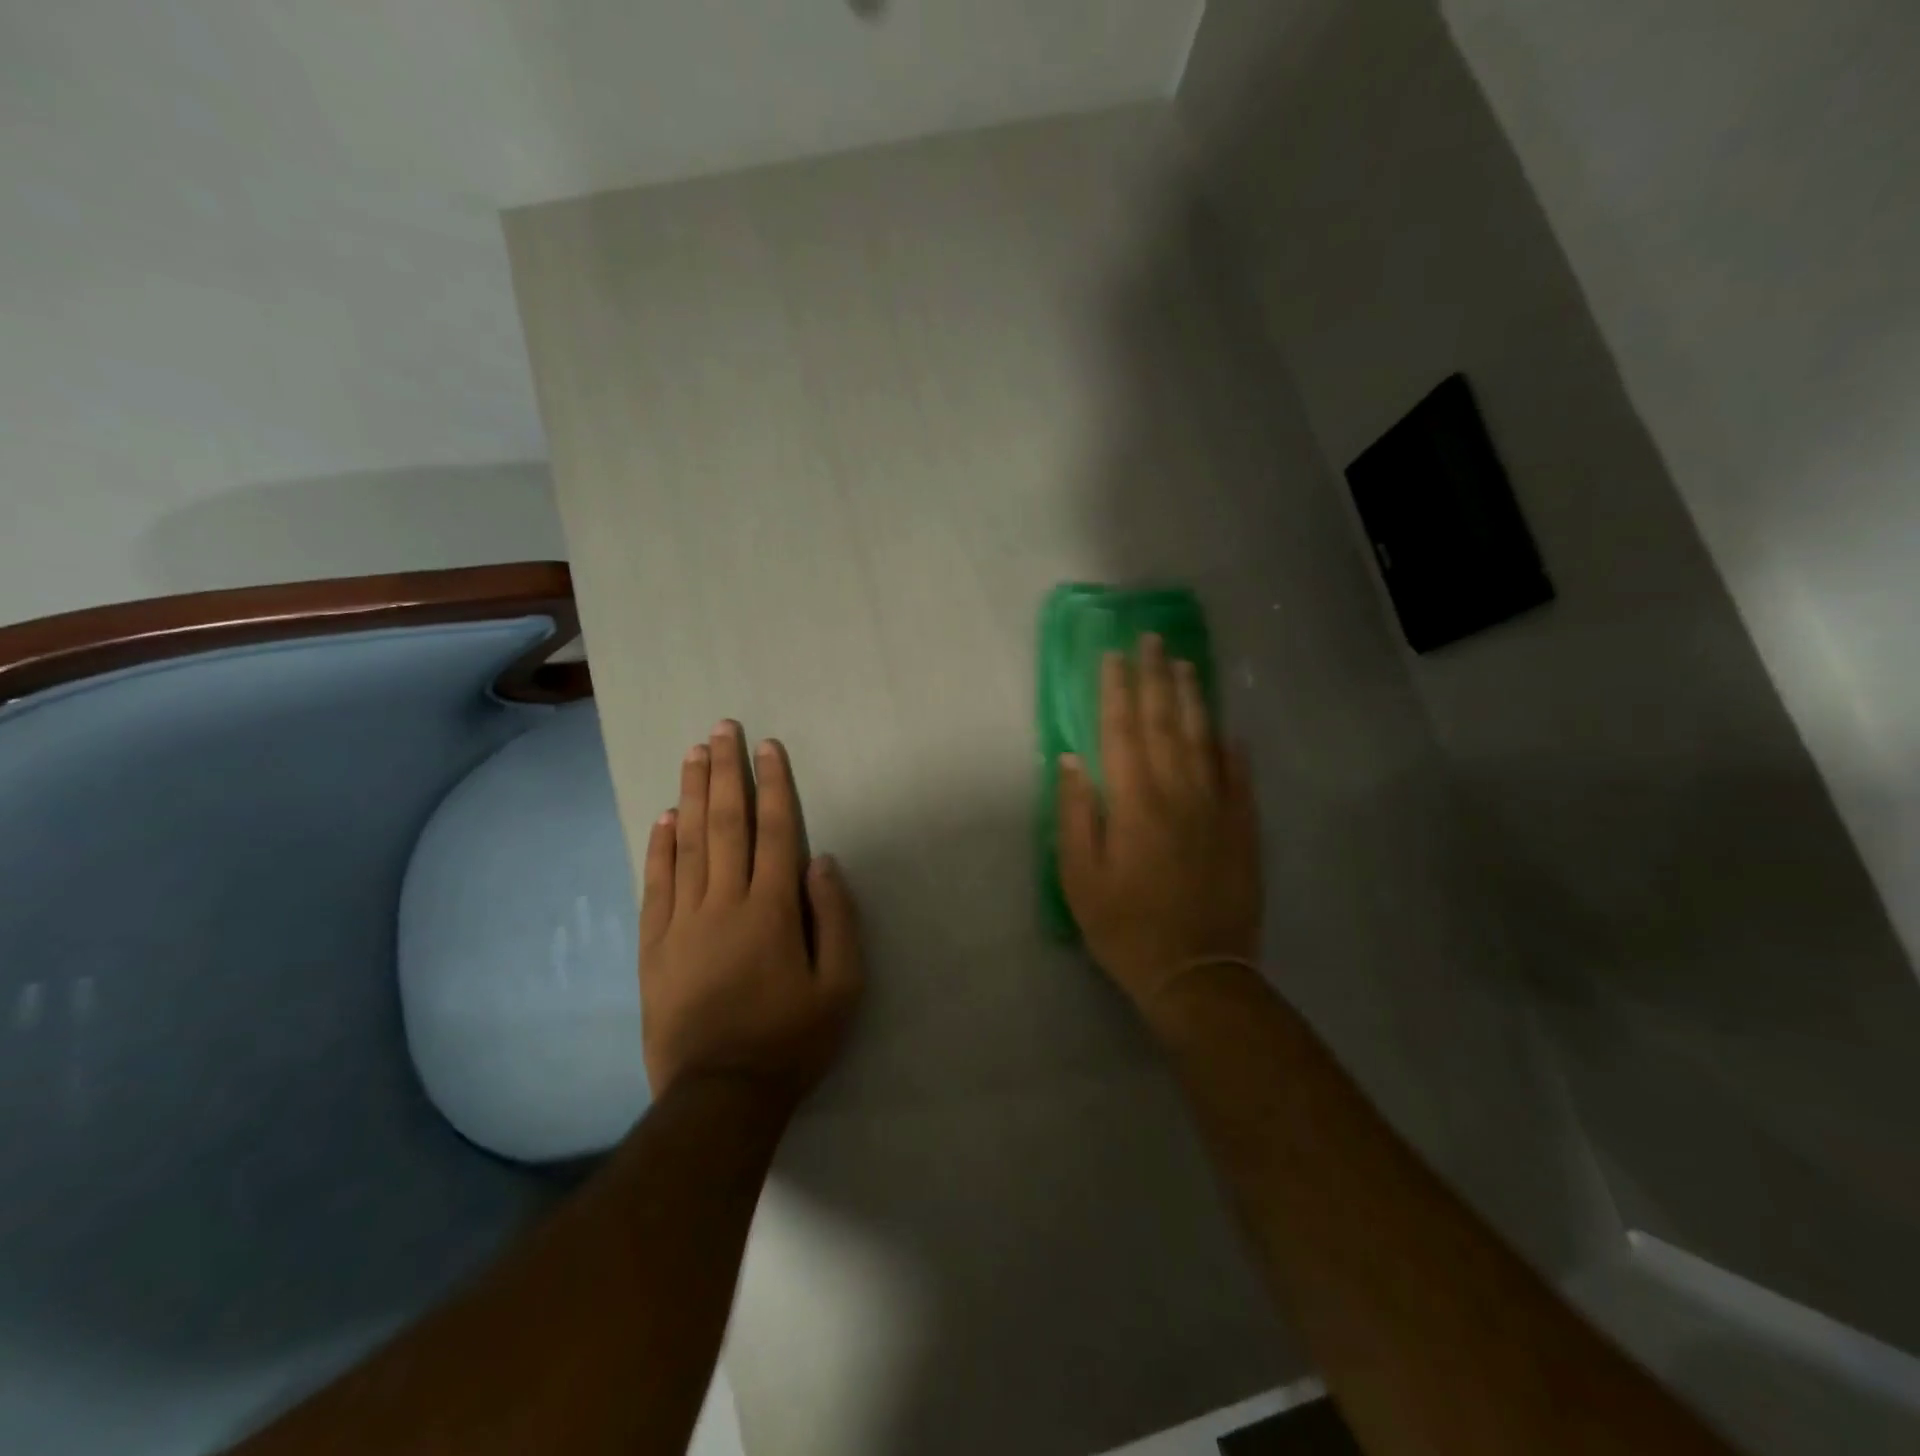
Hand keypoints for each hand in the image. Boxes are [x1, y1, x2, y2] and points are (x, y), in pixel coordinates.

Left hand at [639, 721, 863, 1105]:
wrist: (719, 1096)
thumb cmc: (791, 1040)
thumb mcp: (841, 987)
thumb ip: (836, 919)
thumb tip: (821, 861)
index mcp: (772, 910)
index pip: (773, 831)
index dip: (773, 786)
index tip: (769, 747)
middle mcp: (724, 903)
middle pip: (725, 824)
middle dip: (726, 773)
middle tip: (722, 730)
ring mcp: (683, 923)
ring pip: (687, 844)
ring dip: (691, 795)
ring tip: (692, 755)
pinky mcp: (655, 946)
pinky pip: (656, 885)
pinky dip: (659, 847)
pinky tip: (663, 818)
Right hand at [1056, 634, 1262, 1015]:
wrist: (1198, 974)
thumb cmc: (1126, 928)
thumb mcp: (1080, 878)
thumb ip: (1075, 814)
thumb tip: (1071, 760)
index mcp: (1134, 803)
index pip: (1121, 731)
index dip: (1116, 690)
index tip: (1113, 656)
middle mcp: (1178, 793)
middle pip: (1165, 723)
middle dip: (1156, 678)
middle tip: (1152, 639)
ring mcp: (1217, 809)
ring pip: (1204, 740)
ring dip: (1193, 699)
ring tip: (1186, 665)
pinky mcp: (1243, 830)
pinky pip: (1239, 778)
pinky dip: (1233, 749)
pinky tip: (1230, 729)